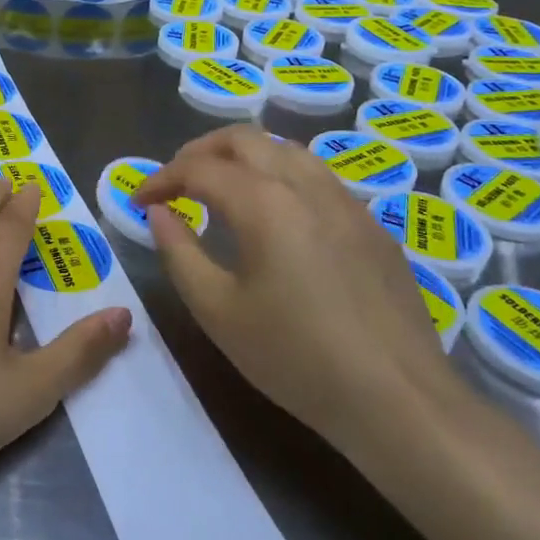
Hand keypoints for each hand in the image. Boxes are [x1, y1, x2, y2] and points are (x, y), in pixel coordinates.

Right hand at [132, 125, 456, 453]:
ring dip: (243, 157)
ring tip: (221, 189)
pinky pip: (317, 177)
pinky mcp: (372, 225)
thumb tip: (159, 213)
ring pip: (285, 148)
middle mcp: (306, 185)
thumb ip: (179, 253)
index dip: (161, 178)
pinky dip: (280, 176)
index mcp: (264, 202)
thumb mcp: (218, 311)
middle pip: (244, 138)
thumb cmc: (296, 358)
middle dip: (199, 152)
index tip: (139, 200)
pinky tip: (276, 216)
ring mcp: (346, 201)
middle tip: (175, 182)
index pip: (199, 167)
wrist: (400, 400)